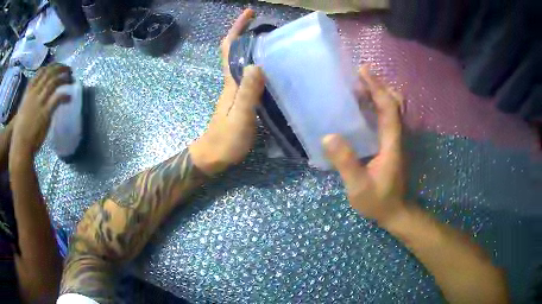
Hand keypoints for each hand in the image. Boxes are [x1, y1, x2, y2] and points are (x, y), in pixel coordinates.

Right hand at [11, 64, 71, 157]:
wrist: (20, 146)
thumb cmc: (19, 132)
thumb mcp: (22, 110)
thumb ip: (28, 102)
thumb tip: (35, 98)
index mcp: (28, 92)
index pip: (41, 72)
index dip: (51, 66)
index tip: (58, 66)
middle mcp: (34, 93)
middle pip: (49, 73)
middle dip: (61, 68)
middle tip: (69, 70)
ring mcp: (39, 102)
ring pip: (54, 82)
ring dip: (65, 78)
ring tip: (72, 79)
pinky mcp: (45, 113)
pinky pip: (58, 98)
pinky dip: (65, 95)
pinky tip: (70, 97)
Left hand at [190, 9, 264, 175]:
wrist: (212, 158)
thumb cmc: (225, 140)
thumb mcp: (240, 117)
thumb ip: (248, 93)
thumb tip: (257, 64)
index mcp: (231, 82)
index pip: (230, 48)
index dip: (237, 28)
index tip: (249, 12)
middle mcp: (233, 82)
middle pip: (237, 51)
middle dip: (249, 33)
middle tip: (271, 27)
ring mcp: (236, 91)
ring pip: (244, 63)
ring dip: (256, 49)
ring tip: (277, 44)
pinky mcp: (241, 100)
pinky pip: (250, 77)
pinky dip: (260, 66)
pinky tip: (274, 70)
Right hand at [322, 64, 405, 227]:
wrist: (395, 212)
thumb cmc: (378, 201)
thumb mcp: (358, 187)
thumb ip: (346, 163)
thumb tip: (329, 136)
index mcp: (391, 143)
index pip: (389, 108)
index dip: (377, 87)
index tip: (363, 70)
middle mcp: (396, 137)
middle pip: (394, 103)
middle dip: (378, 86)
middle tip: (358, 76)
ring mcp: (394, 141)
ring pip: (391, 110)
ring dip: (377, 94)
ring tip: (356, 87)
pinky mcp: (390, 145)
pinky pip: (385, 118)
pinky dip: (375, 106)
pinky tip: (360, 108)